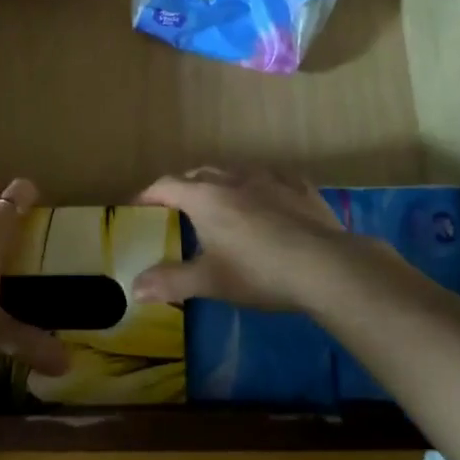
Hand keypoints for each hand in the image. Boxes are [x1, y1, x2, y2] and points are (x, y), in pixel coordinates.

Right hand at [132, 166, 394, 312]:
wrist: (324, 265)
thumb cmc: (258, 272)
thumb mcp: (210, 282)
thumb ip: (171, 282)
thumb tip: (134, 288)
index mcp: (205, 198)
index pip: (167, 186)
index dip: (149, 194)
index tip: (139, 206)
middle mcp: (233, 178)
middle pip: (199, 173)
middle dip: (185, 187)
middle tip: (179, 207)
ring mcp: (269, 178)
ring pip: (236, 171)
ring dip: (222, 183)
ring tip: (222, 202)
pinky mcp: (299, 186)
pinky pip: (272, 178)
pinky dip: (260, 187)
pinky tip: (269, 200)